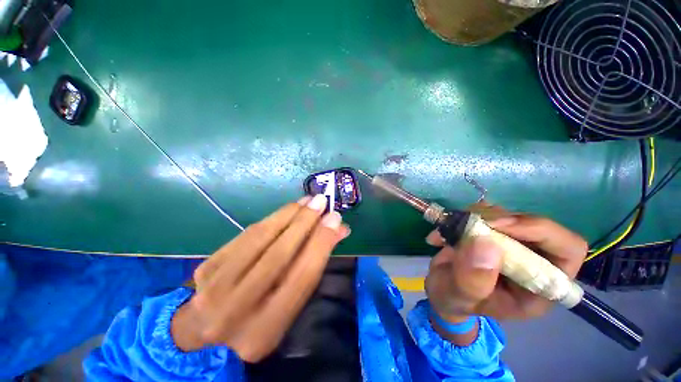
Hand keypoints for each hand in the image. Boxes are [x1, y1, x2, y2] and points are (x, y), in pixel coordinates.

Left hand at [171, 195, 349, 361]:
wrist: (205, 333)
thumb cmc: (258, 323)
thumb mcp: (289, 306)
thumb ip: (312, 267)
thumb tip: (337, 230)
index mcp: (265, 329)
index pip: (302, 276)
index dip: (322, 243)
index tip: (335, 220)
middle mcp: (236, 310)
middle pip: (279, 254)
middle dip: (305, 222)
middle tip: (321, 201)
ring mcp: (214, 286)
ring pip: (260, 238)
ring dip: (287, 214)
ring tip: (306, 200)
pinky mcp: (207, 266)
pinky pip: (246, 234)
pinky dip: (271, 219)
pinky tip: (286, 210)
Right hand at [425, 202, 587, 325]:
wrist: (442, 292)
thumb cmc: (454, 302)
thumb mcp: (459, 297)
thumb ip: (472, 279)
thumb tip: (487, 243)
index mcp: (538, 287)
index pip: (567, 250)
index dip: (540, 231)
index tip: (499, 225)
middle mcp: (532, 262)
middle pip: (535, 225)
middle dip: (500, 220)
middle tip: (469, 222)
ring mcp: (511, 245)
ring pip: (507, 215)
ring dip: (476, 217)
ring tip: (450, 229)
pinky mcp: (491, 234)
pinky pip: (484, 213)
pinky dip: (463, 216)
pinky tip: (445, 229)